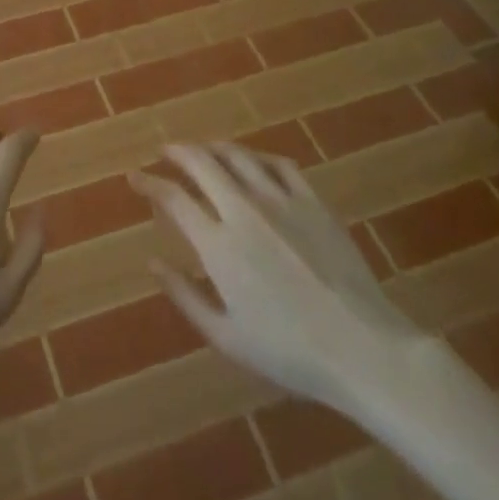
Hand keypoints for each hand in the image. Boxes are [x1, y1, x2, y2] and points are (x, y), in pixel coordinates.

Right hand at [130, 143, 432, 417]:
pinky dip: (258, 157)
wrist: (363, 347)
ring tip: (203, 150)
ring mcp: (281, 200)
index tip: (135, 177)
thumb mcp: (227, 337)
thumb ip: (185, 296)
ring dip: (213, 147)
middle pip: (202, 162)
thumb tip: (152, 262)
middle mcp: (244, 210)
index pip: (174, 198)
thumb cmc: (290, 352)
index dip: (149, 183)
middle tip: (164, 152)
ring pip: (238, 155)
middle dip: (177, 151)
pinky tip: (254, 162)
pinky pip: (279, 164)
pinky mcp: (313, 201)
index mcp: (219, 244)